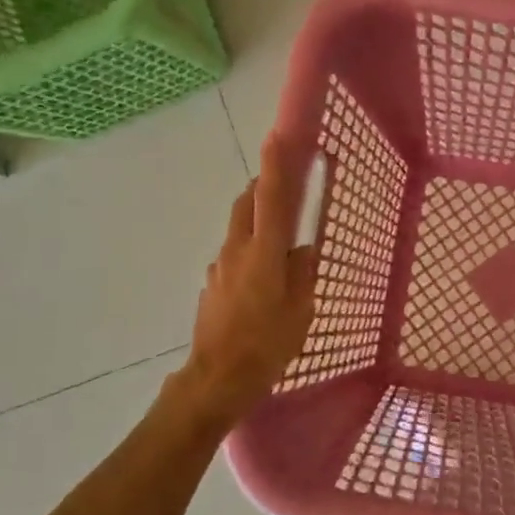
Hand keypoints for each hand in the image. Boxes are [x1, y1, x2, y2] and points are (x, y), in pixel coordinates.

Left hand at [178, 137, 319, 428]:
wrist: (216, 379)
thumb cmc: (267, 345)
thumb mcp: (301, 311)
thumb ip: (303, 273)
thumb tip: (302, 249)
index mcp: (264, 252)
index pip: (271, 197)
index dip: (276, 165)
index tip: (279, 135)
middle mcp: (237, 250)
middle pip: (247, 203)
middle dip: (264, 186)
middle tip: (285, 186)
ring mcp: (219, 266)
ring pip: (238, 228)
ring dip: (256, 220)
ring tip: (279, 242)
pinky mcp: (211, 284)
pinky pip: (233, 255)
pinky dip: (248, 250)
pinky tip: (261, 280)